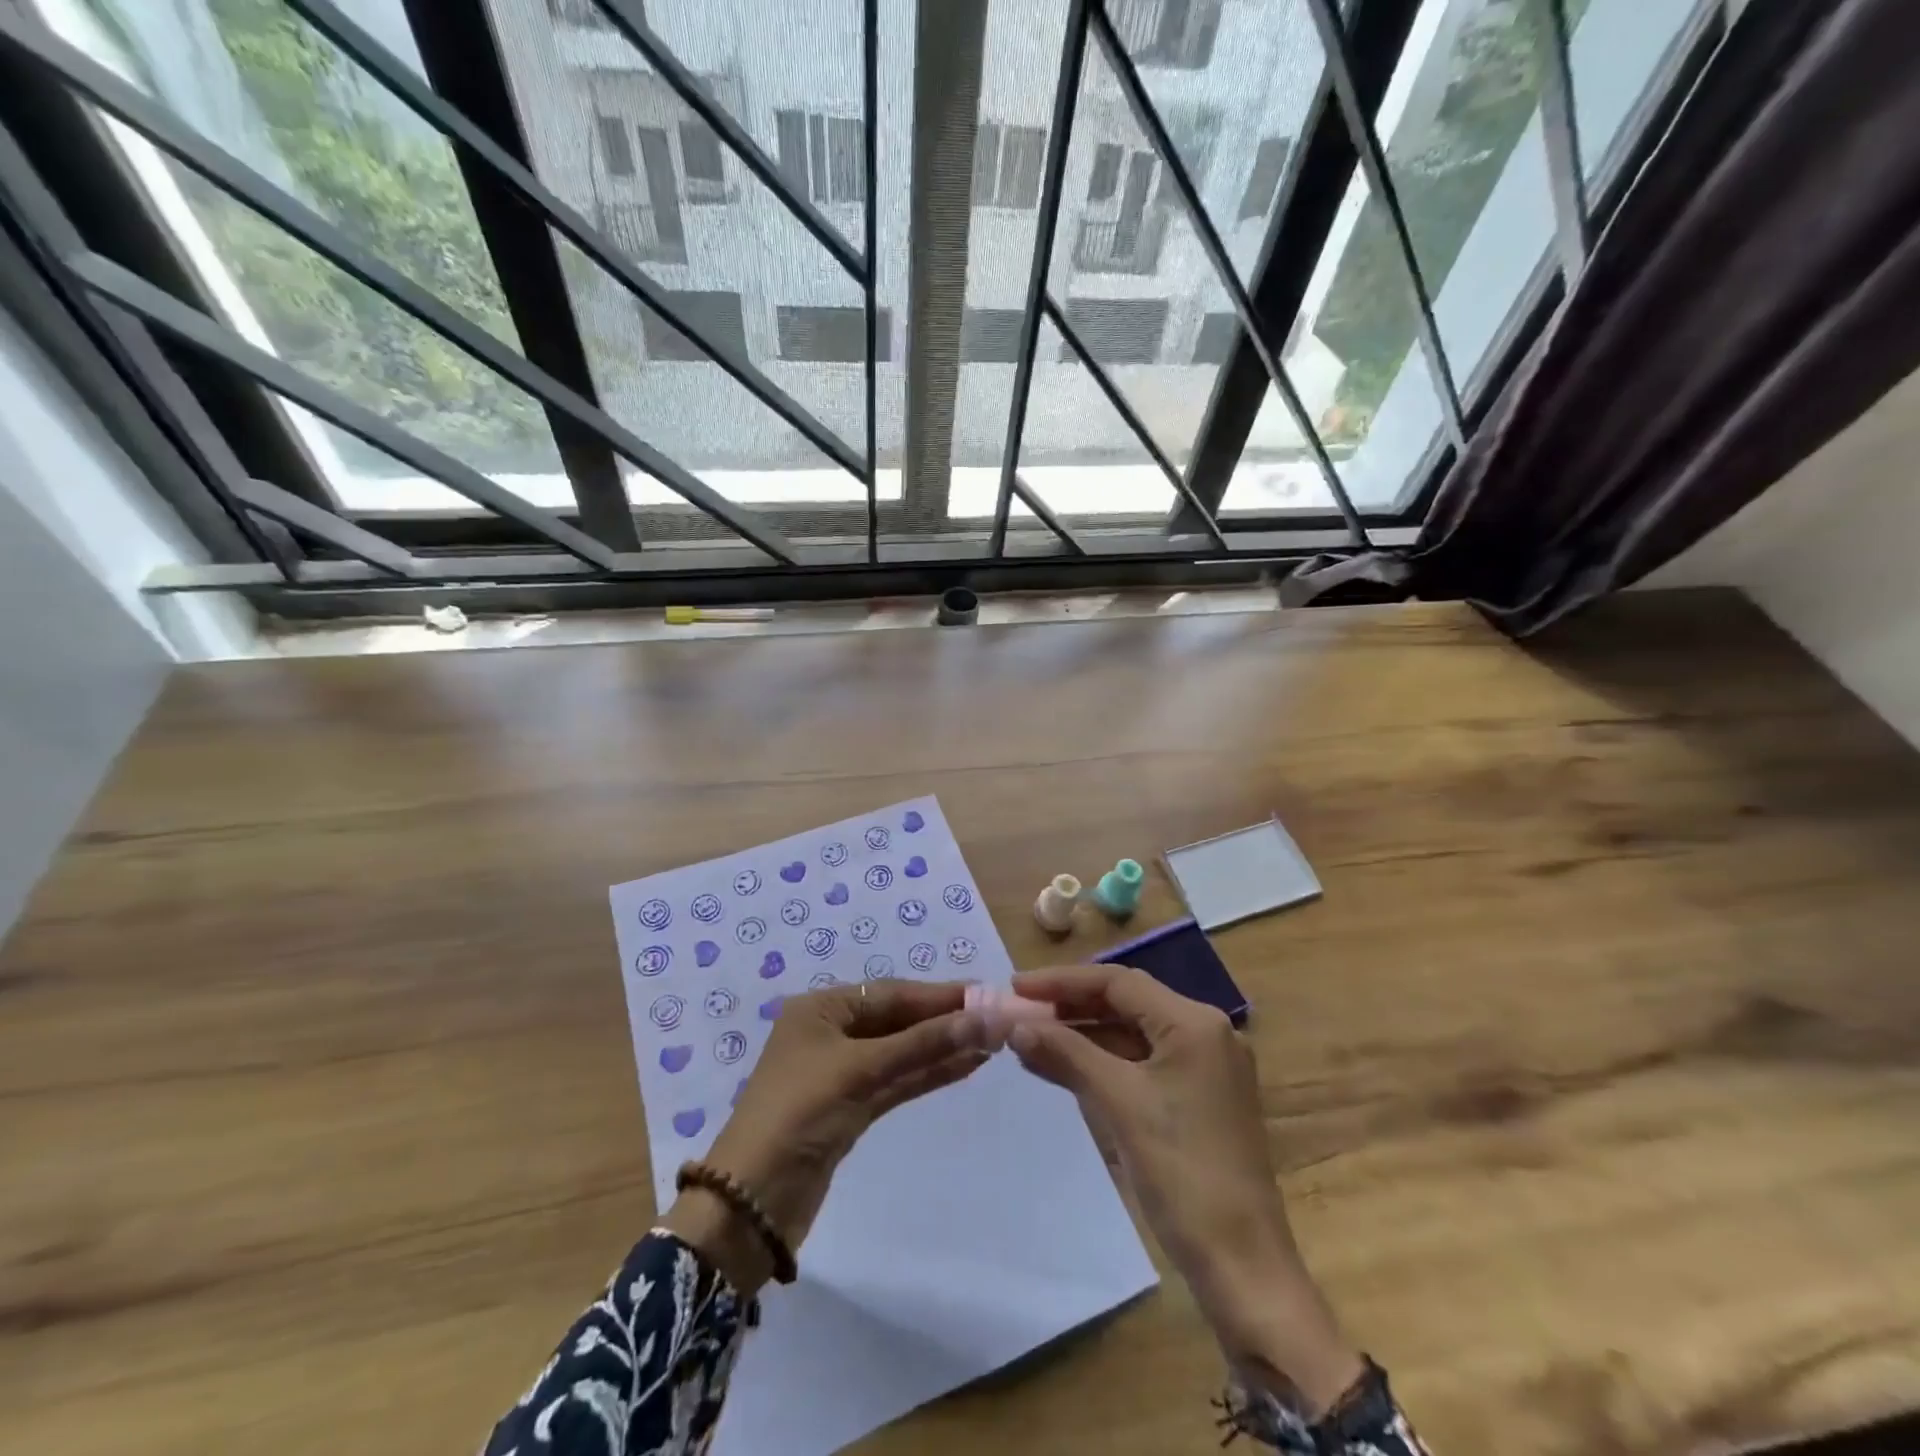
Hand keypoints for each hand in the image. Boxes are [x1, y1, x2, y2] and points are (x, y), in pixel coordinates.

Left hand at [663, 980, 986, 1293]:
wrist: (751, 1204)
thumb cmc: (798, 1114)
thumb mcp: (860, 1070)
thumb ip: (923, 1044)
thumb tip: (984, 1017)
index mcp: (821, 1009)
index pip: (890, 993)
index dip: (938, 995)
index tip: (985, 992)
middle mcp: (832, 1032)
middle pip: (898, 1020)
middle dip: (944, 1021)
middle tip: (997, 1017)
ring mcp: (842, 1072)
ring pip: (902, 1052)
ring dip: (942, 1047)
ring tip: (991, 1040)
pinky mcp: (852, 1108)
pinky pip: (897, 1081)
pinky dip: (928, 1073)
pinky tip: (965, 1066)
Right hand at [1007, 965, 1362, 1414]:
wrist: (1242, 1266)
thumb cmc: (1182, 1173)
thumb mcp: (1119, 1104)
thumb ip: (1066, 1053)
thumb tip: (1015, 1026)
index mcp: (1195, 1023)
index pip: (1118, 983)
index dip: (1062, 981)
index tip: (1015, 987)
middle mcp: (1205, 1032)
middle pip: (1126, 1002)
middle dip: (1071, 1005)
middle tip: (1019, 1010)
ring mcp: (1205, 1066)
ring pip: (1132, 1033)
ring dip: (1083, 1033)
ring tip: (1031, 1036)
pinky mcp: (1198, 1097)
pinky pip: (1142, 1062)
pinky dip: (1103, 1061)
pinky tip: (1064, 1065)